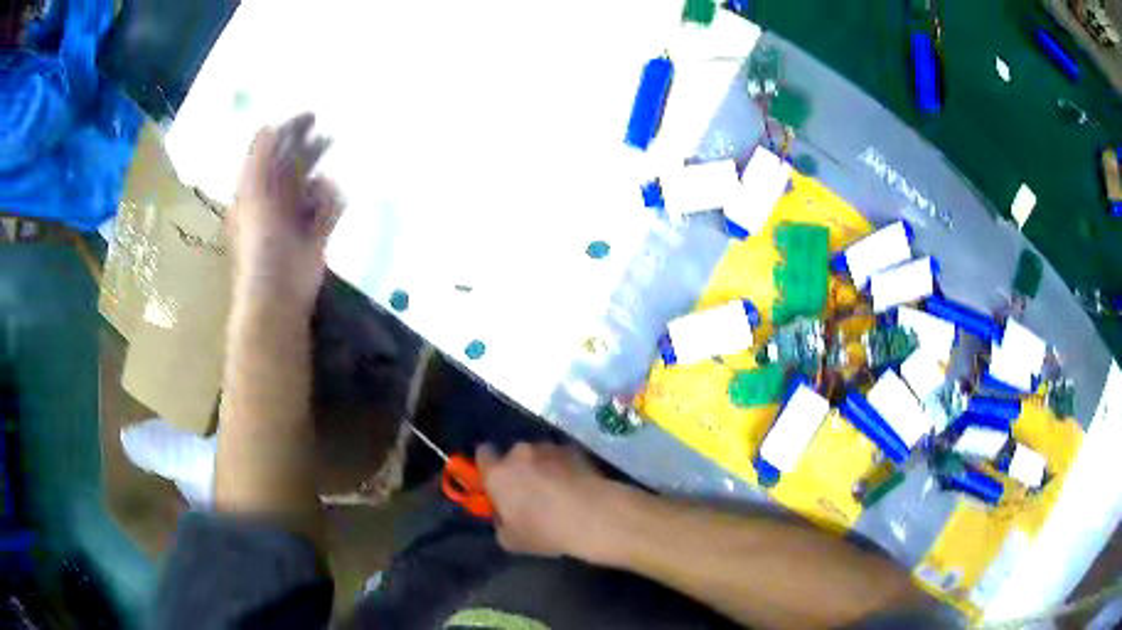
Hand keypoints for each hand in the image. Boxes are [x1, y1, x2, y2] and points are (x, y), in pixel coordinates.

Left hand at [232, 113, 341, 304]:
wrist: (278, 292)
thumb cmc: (259, 242)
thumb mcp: (252, 194)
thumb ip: (259, 158)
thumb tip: (270, 126)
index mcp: (256, 190)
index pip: (273, 153)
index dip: (289, 132)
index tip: (312, 116)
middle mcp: (275, 200)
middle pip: (296, 166)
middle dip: (312, 150)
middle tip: (330, 136)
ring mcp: (296, 218)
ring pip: (314, 186)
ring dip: (321, 182)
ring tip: (324, 187)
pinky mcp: (317, 234)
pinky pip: (330, 209)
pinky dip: (332, 205)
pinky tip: (328, 211)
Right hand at [476, 443, 613, 558]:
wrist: (591, 516)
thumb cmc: (544, 531)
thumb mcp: (511, 540)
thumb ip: (501, 523)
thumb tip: (505, 516)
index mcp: (498, 474)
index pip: (483, 455)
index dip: (489, 467)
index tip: (497, 481)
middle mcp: (520, 454)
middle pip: (514, 455)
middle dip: (519, 469)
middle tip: (531, 492)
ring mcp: (549, 448)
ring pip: (539, 455)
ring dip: (543, 467)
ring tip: (558, 489)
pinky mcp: (574, 450)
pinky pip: (562, 457)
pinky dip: (565, 467)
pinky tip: (575, 486)